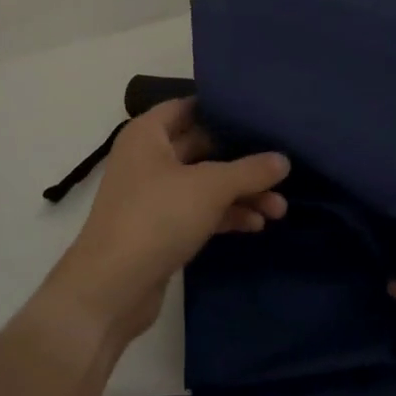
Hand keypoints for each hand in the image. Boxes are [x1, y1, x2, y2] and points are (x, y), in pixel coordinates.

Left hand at [44, 99, 289, 347]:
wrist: (111, 289)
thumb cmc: (156, 218)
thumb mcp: (210, 187)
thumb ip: (249, 170)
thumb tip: (284, 159)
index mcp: (148, 134)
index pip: (189, 106)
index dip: (223, 107)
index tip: (260, 111)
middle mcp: (148, 158)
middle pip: (203, 146)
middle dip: (242, 159)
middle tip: (282, 163)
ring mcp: (154, 195)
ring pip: (205, 183)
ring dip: (240, 193)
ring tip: (280, 207)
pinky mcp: (161, 228)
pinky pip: (200, 211)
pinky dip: (226, 215)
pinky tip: (257, 224)